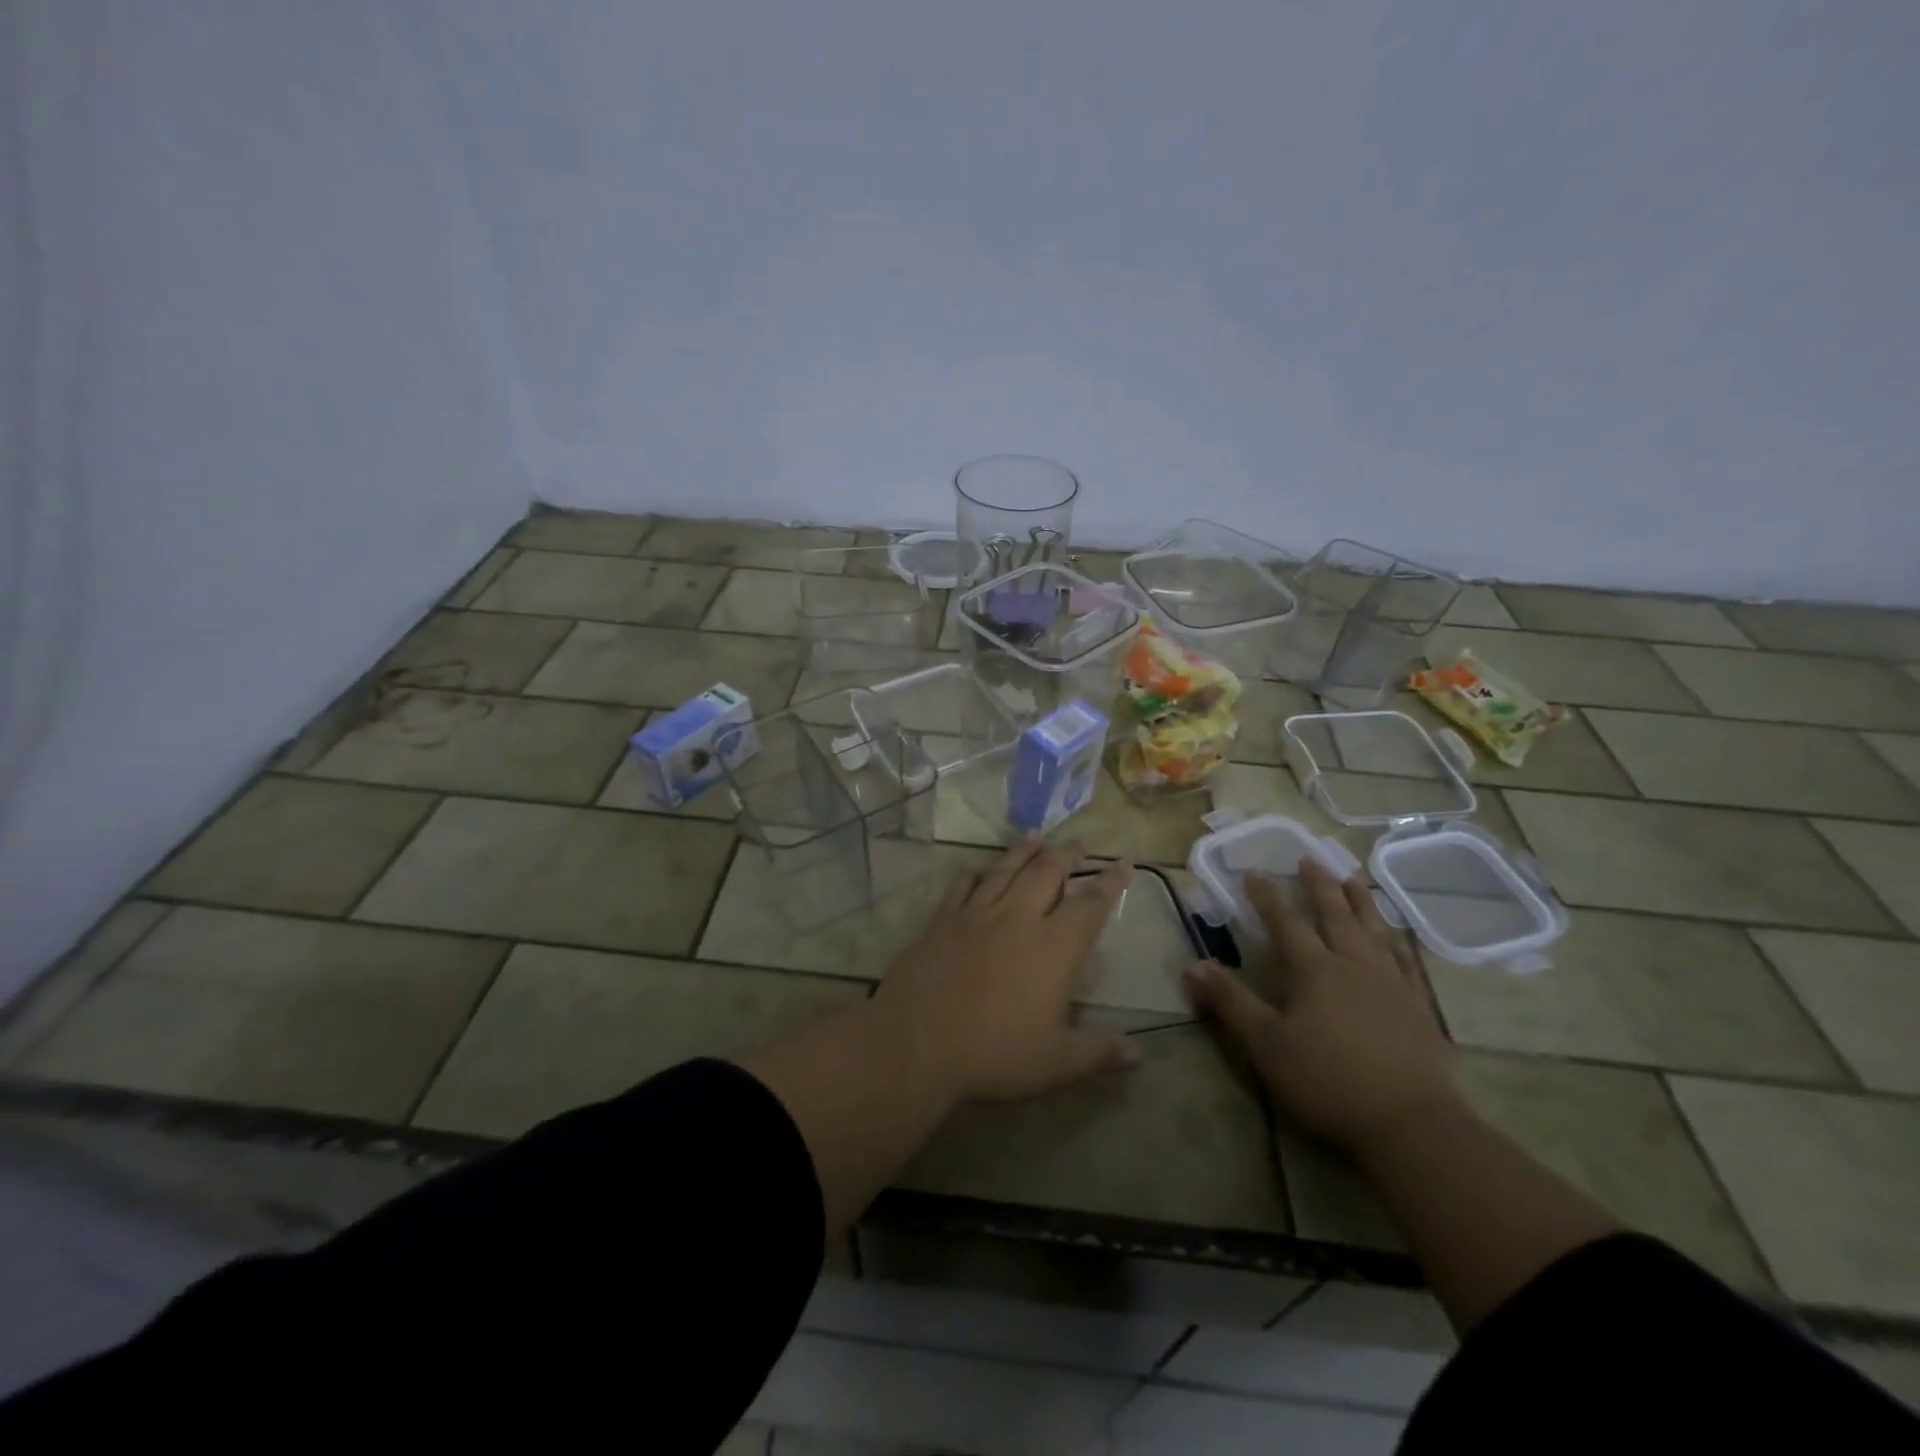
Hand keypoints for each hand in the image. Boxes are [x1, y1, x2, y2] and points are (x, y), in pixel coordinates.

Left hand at [873, 838, 1141, 1101]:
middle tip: (1079, 842)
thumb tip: (1140, 1054)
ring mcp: (976, 914)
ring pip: (1006, 870)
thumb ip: (1100, 1052)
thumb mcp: (1056, 1062)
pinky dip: (974, 874)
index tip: (1123, 863)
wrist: (918, 1041)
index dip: (1110, 883)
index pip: (1090, 906)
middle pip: (1047, 873)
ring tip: (1036, 836)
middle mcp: (1018, 919)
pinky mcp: (943, 919)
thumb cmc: (994, 1053)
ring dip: (1024, 851)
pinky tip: (977, 869)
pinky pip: (962, 886)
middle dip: (1066, 855)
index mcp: (1053, 948)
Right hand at [1182, 857, 1458, 1157]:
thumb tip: (1192, 965)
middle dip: (1319, 886)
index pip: (1286, 923)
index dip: (1267, 896)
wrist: (1412, 1124)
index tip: (1254, 871)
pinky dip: (1398, 940)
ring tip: (1354, 878)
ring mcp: (1392, 985)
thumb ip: (1231, 1003)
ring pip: (1374, 931)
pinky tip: (1397, 935)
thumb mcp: (1266, 1046)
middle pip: (1335, 916)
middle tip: (1310, 858)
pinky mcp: (1419, 1008)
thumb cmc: (1329, 1082)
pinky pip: (1407, 961)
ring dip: (1361, 902)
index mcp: (1315, 971)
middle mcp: (1354, 966)